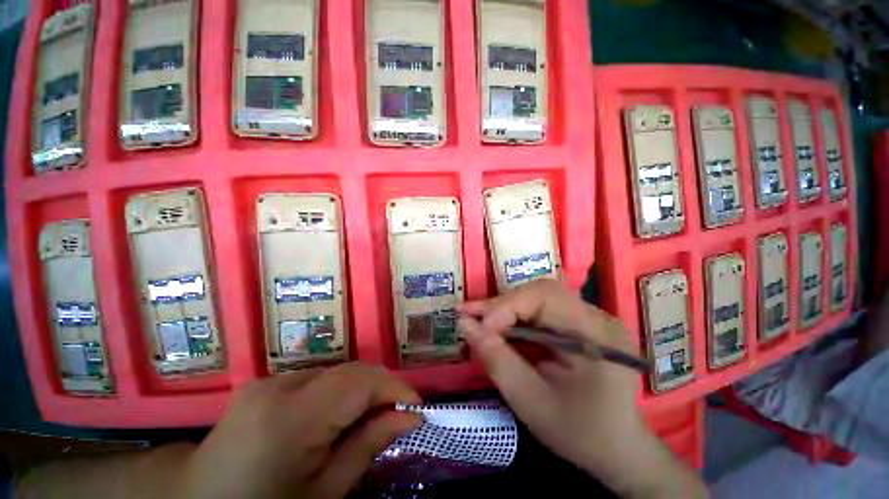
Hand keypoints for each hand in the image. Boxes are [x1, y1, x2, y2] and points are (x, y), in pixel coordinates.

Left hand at [178, 363, 421, 498]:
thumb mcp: (323, 494)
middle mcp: (279, 386)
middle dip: (380, 388)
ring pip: (336, 372)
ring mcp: (269, 380)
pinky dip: (339, 392)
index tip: (416, 406)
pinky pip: (318, 378)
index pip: (359, 382)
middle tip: (398, 414)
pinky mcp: (265, 382)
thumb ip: (368, 446)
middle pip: (349, 371)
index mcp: (289, 418)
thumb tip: (411, 417)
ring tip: (370, 416)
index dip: (394, 387)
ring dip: (360, 390)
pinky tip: (337, 416)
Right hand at [459, 279, 641, 471]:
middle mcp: (595, 316)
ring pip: (536, 298)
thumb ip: (497, 360)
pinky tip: (498, 327)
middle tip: (469, 316)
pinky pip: (539, 310)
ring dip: (504, 309)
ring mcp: (588, 317)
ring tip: (477, 320)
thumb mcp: (532, 402)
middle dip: (500, 305)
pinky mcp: (578, 323)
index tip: (477, 327)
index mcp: (596, 333)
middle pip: (539, 293)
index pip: (544, 297)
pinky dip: (514, 318)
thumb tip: (465, 324)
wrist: (618, 450)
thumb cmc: (579, 434)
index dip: (506, 307)